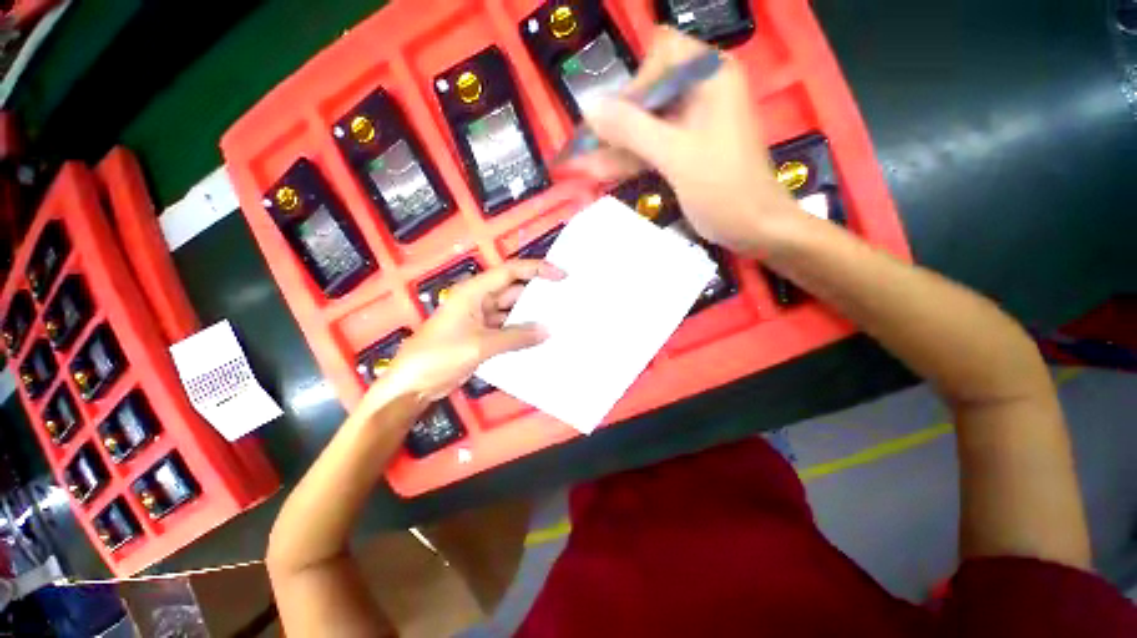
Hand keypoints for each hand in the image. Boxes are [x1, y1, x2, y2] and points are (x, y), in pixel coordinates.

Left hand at [383, 260, 564, 402]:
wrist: (412, 384)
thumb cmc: (440, 355)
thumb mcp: (481, 345)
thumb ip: (516, 337)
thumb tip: (548, 330)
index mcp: (474, 292)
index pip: (510, 272)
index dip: (537, 270)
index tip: (561, 276)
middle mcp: (479, 301)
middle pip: (514, 291)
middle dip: (537, 295)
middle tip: (566, 300)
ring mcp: (481, 320)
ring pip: (512, 312)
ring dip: (531, 316)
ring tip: (559, 319)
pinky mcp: (482, 337)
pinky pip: (507, 329)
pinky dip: (522, 333)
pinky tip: (540, 338)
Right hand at [567, 27, 800, 255]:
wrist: (754, 227)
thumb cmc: (724, 189)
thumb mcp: (675, 156)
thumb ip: (631, 129)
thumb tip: (587, 107)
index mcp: (709, 77)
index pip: (660, 55)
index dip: (635, 85)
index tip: (617, 123)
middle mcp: (700, 92)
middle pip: (647, 93)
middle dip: (617, 121)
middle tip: (587, 148)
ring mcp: (691, 124)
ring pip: (644, 125)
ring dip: (615, 145)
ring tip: (581, 163)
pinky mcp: (684, 150)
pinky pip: (650, 148)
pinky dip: (628, 160)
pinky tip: (599, 171)